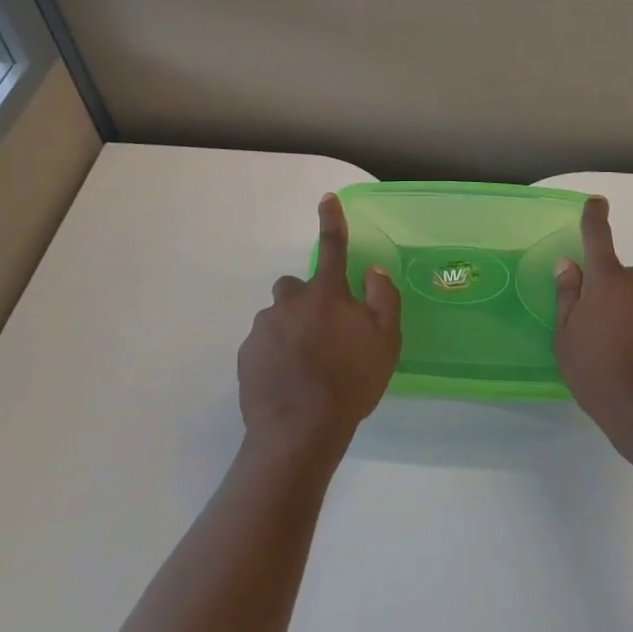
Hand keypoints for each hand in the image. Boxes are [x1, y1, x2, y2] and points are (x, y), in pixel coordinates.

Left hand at [242, 194, 401, 459]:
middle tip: (324, 333)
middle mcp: (290, 301)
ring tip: (307, 367)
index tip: (327, 199)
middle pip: (297, 287)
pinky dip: (276, 354)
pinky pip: (264, 344)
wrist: (298, 432)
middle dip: (308, 300)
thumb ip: (382, 299)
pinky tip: (289, 381)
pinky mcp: (247, 355)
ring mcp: (264, 328)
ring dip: (292, 330)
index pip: (332, 246)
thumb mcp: (385, 341)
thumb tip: (372, 271)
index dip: (331, 220)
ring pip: (280, 317)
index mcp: (326, 293)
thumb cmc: (350, 383)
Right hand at [553, 196, 632, 473]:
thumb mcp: (567, 339)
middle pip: (621, 278)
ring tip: (626, 357)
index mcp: (608, 280)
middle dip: (611, 295)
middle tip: (599, 332)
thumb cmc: (601, 376)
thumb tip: (569, 265)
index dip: (594, 217)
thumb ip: (567, 297)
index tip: (597, 202)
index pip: (597, 237)